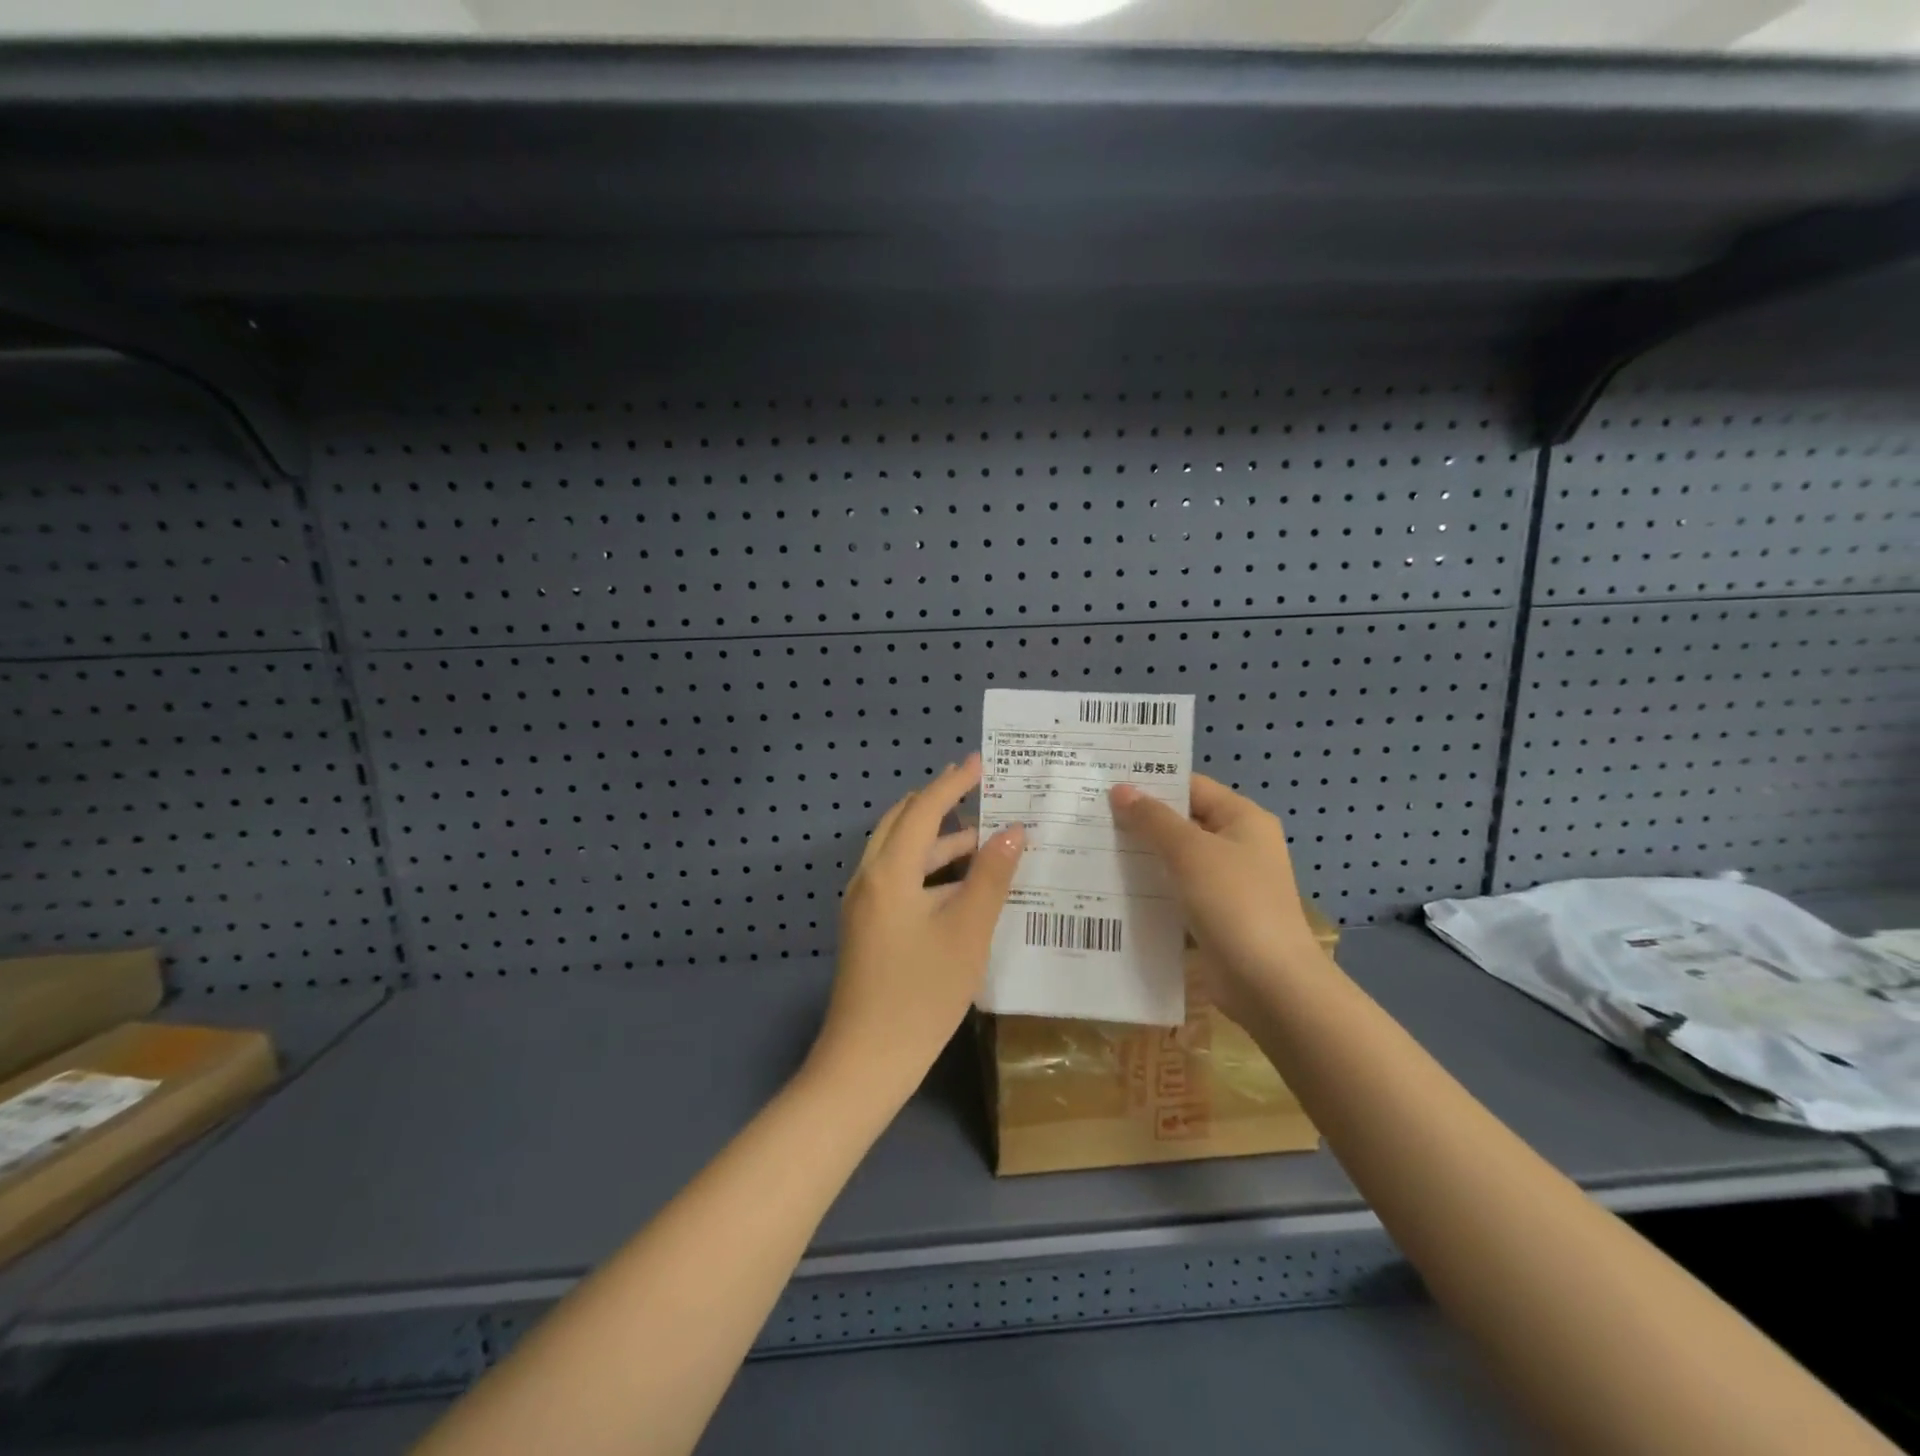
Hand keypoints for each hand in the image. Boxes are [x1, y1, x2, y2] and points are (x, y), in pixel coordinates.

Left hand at [814, 755, 1024, 1100]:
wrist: (865, 1063)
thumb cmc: (921, 995)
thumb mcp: (967, 932)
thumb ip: (991, 877)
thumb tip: (1013, 830)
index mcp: (888, 872)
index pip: (923, 809)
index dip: (953, 782)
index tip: (981, 761)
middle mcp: (869, 878)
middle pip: (904, 823)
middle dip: (940, 803)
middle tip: (980, 790)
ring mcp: (864, 905)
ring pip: (902, 854)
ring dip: (938, 840)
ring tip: (985, 839)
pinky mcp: (868, 928)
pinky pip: (899, 879)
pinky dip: (930, 870)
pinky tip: (963, 885)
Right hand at [1110, 775, 1324, 1022]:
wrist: (1269, 983)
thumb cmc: (1234, 902)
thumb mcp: (1189, 852)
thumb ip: (1153, 819)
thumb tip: (1120, 790)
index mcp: (1243, 819)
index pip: (1191, 787)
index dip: (1152, 783)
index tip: (1106, 783)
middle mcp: (1238, 845)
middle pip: (1182, 822)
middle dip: (1140, 821)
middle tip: (1090, 815)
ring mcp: (1227, 884)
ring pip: (1176, 859)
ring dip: (1141, 856)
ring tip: (1091, 848)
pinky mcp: (1215, 916)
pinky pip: (1176, 892)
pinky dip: (1150, 888)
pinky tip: (1113, 889)